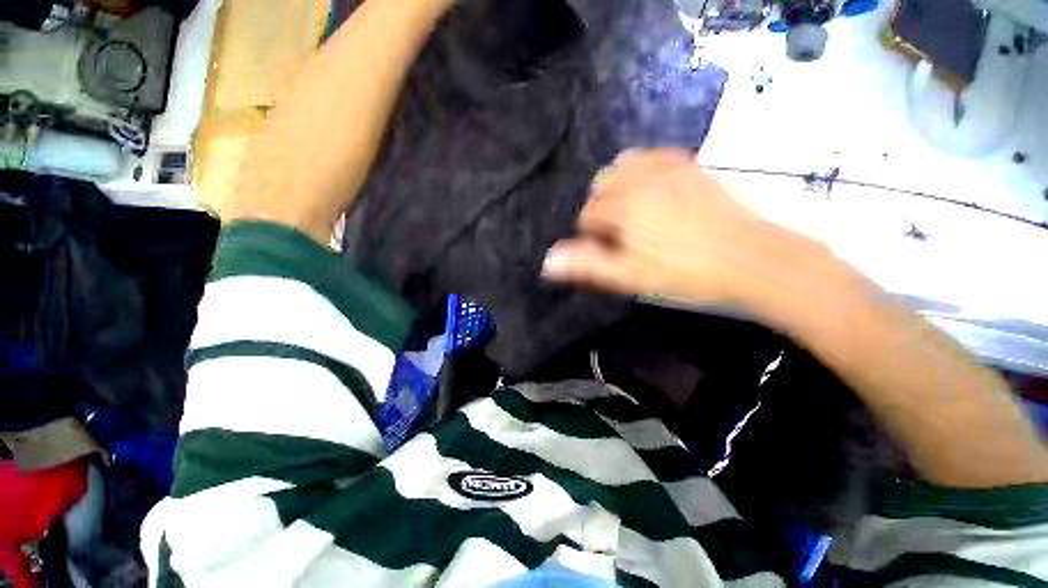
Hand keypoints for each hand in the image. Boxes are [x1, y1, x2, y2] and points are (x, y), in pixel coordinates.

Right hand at [542, 149, 807, 308]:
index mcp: (623, 206)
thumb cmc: (685, 271)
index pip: (587, 214)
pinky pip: (652, 158)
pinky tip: (652, 190)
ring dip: (618, 188)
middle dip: (602, 209)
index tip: (609, 252)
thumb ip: (588, 265)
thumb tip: (547, 261)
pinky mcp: (689, 165)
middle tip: (620, 235)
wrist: (751, 257)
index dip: (592, 236)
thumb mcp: (631, 276)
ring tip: (632, 213)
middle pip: (601, 187)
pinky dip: (642, 171)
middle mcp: (640, 179)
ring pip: (622, 167)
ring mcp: (666, 167)